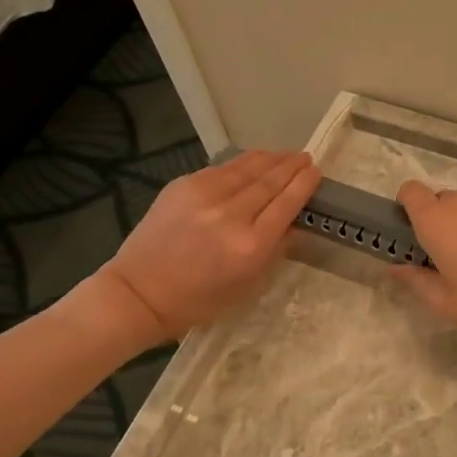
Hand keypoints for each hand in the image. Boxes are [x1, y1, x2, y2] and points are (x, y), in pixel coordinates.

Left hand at [95, 150, 320, 339]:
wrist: (140, 292)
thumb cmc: (199, 301)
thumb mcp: (248, 285)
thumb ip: (275, 250)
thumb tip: (293, 222)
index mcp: (251, 245)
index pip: (287, 203)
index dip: (305, 184)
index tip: (316, 172)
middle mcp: (231, 214)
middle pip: (270, 181)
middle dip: (292, 167)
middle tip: (306, 158)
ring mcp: (205, 195)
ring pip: (247, 168)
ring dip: (271, 159)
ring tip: (286, 155)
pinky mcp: (183, 186)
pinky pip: (222, 169)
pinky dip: (243, 163)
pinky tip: (254, 160)